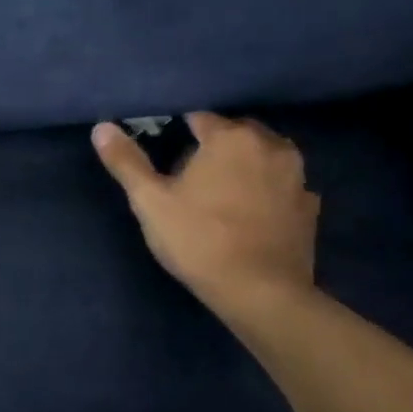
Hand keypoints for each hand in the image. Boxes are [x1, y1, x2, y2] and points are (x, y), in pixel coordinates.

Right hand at [92, 113, 319, 322]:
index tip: (168, 158)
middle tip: (192, 178)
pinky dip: (269, 191)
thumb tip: (102, 127)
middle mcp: (270, 145)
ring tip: (223, 193)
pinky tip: (252, 214)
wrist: (260, 293)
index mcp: (230, 138)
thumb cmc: (199, 241)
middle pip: (237, 133)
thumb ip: (126, 162)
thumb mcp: (150, 202)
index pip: (200, 118)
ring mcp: (297, 176)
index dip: (180, 134)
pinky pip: (283, 186)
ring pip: (265, 156)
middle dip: (216, 146)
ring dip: (246, 165)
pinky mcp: (310, 206)